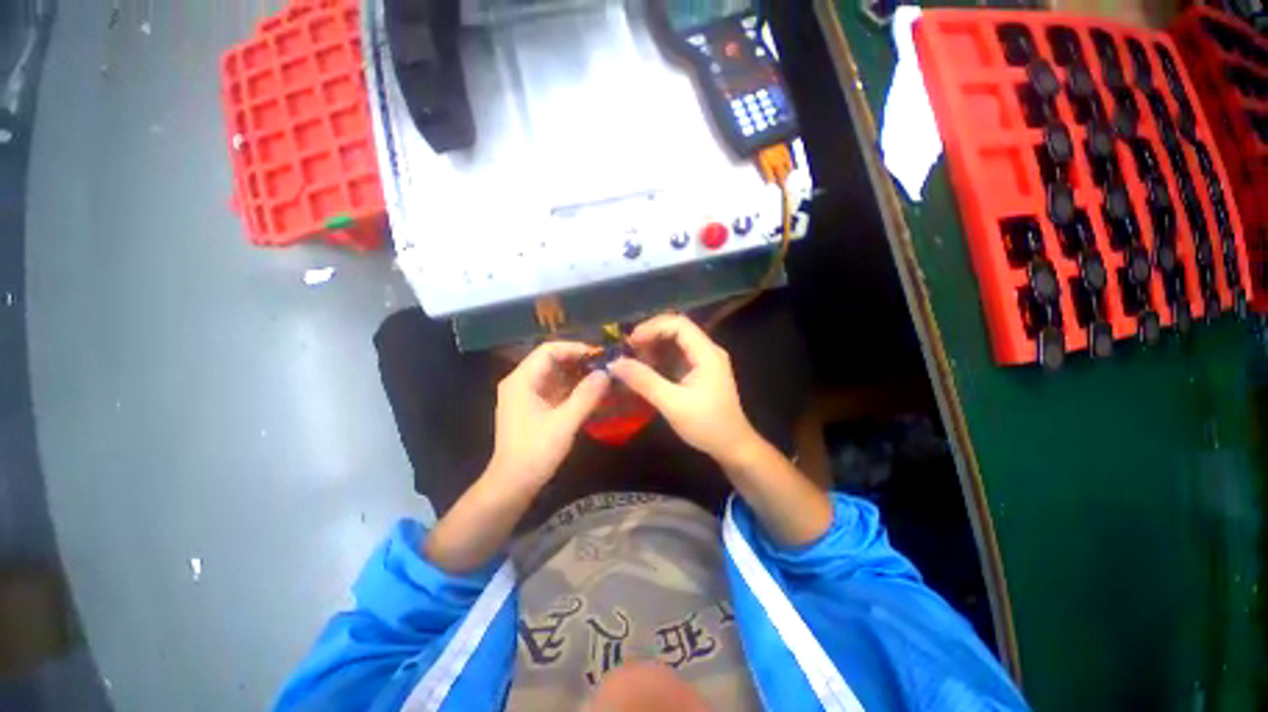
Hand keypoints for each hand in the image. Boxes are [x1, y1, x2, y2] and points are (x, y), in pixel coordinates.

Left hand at [489, 342, 609, 488]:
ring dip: (577, 375)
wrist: (513, 485)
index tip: (599, 355)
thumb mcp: (564, 423)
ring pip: (555, 375)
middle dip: (579, 361)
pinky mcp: (533, 407)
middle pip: (552, 360)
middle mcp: (521, 382)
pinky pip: (555, 389)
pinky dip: (572, 388)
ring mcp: (526, 395)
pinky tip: (591, 392)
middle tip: (605, 366)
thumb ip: (586, 396)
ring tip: (602, 377)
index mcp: (521, 380)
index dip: (575, 348)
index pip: (548, 350)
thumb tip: (606, 373)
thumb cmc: (535, 452)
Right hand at [609, 314, 759, 464]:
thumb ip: (644, 382)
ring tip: (633, 360)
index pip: (679, 324)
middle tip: (628, 350)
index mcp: (707, 353)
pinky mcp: (700, 372)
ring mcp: (705, 361)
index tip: (631, 342)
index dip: (652, 327)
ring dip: (654, 347)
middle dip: (651, 336)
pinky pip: (677, 356)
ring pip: (676, 343)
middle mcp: (707, 351)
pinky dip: (660, 359)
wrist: (733, 447)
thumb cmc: (707, 425)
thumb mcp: (673, 404)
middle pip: (677, 330)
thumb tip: (615, 364)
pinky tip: (646, 370)